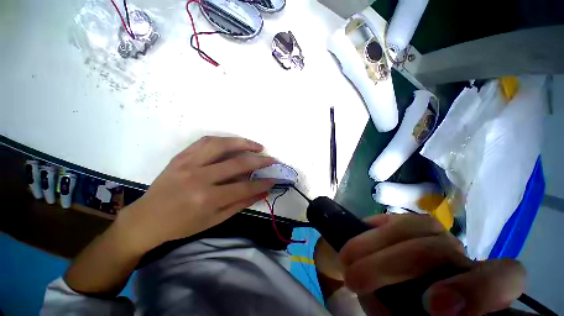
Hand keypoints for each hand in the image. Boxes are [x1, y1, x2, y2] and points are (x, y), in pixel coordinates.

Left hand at [118, 136, 275, 252]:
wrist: (146, 219)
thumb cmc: (182, 225)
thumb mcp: (214, 220)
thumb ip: (240, 204)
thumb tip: (262, 192)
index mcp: (207, 199)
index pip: (244, 187)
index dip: (262, 183)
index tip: (274, 179)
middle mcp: (199, 178)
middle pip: (237, 163)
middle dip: (260, 161)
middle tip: (271, 159)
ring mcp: (188, 164)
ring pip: (221, 145)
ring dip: (243, 143)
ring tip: (257, 146)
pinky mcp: (181, 156)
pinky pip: (205, 142)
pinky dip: (223, 140)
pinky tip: (234, 142)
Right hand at [340, 214, 525, 315]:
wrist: (386, 283)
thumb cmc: (404, 312)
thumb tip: (392, 309)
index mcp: (474, 286)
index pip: (503, 276)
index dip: (477, 289)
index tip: (434, 307)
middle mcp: (456, 256)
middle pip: (439, 249)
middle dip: (392, 265)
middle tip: (356, 280)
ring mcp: (429, 233)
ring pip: (409, 227)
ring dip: (371, 246)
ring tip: (346, 262)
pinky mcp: (402, 222)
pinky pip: (388, 220)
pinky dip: (368, 233)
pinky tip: (353, 245)